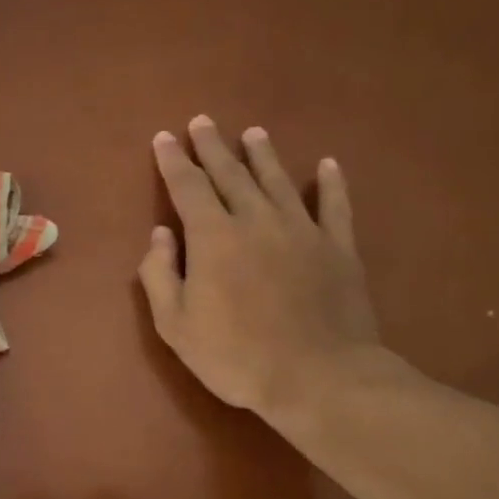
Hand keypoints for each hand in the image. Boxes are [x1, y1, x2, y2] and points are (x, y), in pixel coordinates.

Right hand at [139, 116, 384, 432]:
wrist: (317, 377)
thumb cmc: (235, 355)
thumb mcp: (175, 324)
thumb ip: (160, 274)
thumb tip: (160, 234)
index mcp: (213, 237)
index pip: (188, 187)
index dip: (174, 161)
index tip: (165, 137)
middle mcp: (256, 220)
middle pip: (231, 174)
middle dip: (213, 146)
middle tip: (202, 121)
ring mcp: (302, 231)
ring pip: (278, 181)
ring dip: (262, 155)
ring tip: (253, 133)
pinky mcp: (338, 248)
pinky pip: (334, 206)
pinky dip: (331, 183)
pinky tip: (327, 165)